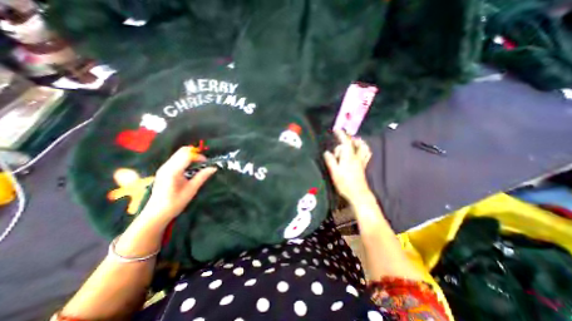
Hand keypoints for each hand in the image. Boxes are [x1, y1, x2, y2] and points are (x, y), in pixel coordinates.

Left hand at [140, 146, 216, 224]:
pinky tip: (190, 168)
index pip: (187, 155)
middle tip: (204, 162)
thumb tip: (213, 168)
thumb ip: (202, 176)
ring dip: (191, 156)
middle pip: (182, 151)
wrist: (156, 213)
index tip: (207, 163)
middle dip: (195, 154)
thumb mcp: (191, 190)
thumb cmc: (175, 203)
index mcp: (173, 171)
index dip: (199, 156)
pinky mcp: (164, 170)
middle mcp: (167, 166)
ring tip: (199, 165)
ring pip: (179, 153)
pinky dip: (186, 159)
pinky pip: (176, 158)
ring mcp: (164, 167)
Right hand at [323, 130, 372, 202]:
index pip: (346, 142)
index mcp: (349, 156)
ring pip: (363, 147)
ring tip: (352, 141)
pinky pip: (366, 154)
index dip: (341, 134)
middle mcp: (356, 156)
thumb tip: (326, 152)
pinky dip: (363, 149)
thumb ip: (330, 160)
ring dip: (358, 142)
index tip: (336, 130)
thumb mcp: (334, 172)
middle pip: (355, 143)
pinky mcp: (363, 166)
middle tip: (340, 139)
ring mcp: (361, 161)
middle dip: (347, 139)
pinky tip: (358, 151)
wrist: (358, 194)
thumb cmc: (344, 183)